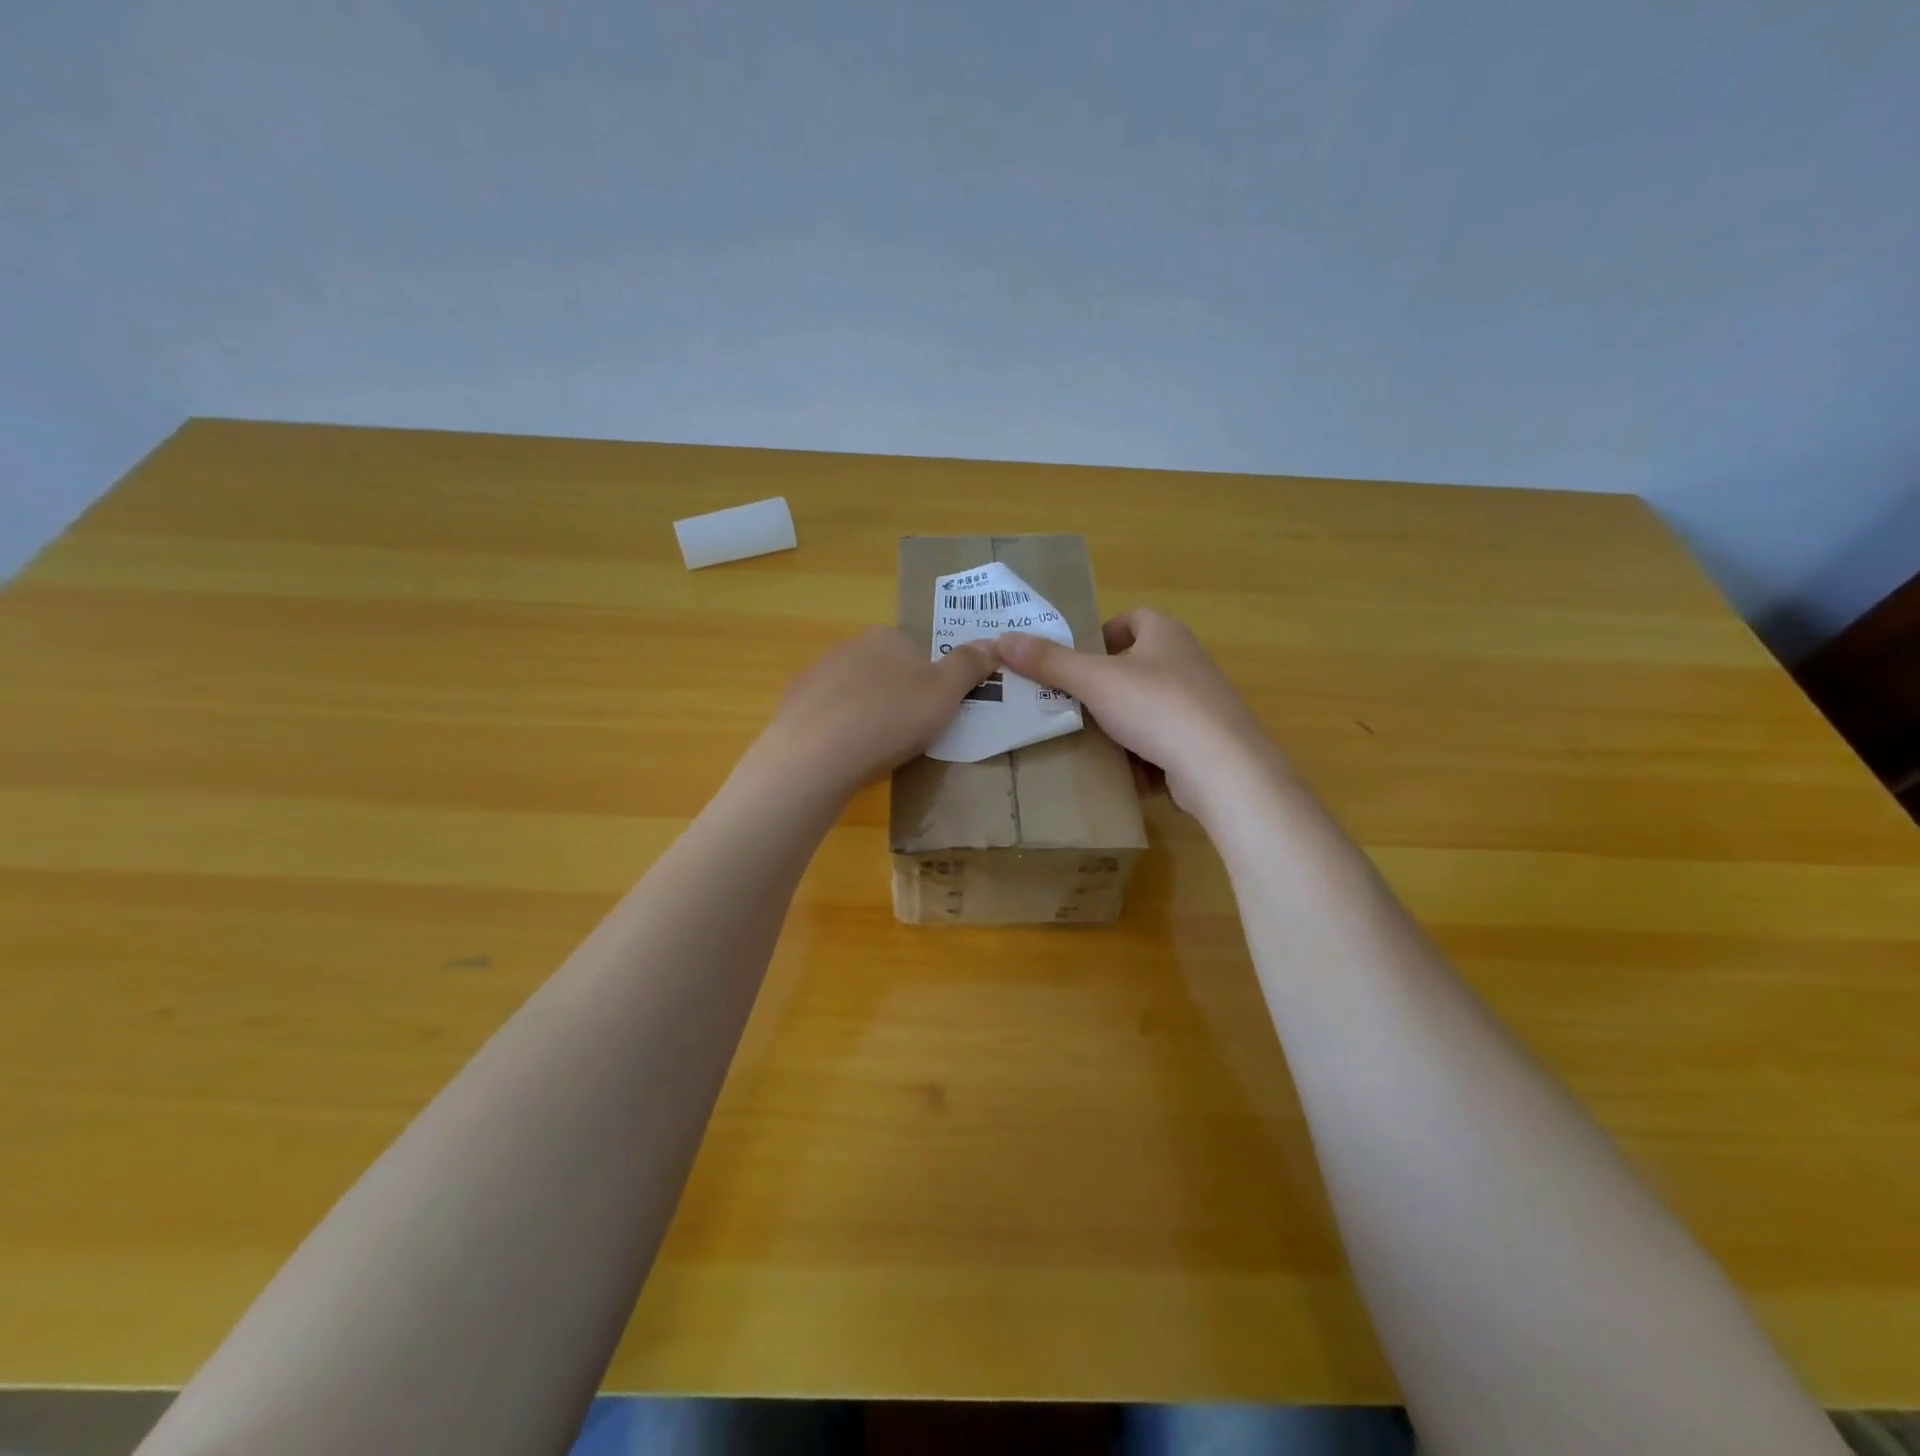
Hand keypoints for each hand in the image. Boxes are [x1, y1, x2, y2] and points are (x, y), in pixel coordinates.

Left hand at [753, 627, 999, 798]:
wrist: (816, 754)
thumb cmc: (891, 717)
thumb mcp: (945, 692)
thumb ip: (969, 665)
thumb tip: (993, 642)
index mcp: (886, 637)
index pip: (915, 651)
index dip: (929, 681)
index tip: (932, 712)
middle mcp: (847, 647)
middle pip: (883, 671)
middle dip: (896, 697)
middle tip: (907, 733)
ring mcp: (815, 676)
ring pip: (853, 694)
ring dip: (865, 714)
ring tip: (875, 749)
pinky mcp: (793, 707)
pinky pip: (826, 717)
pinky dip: (837, 732)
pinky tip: (843, 756)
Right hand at [997, 608, 1280, 813]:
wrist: (1222, 768)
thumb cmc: (1157, 707)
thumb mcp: (1094, 681)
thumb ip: (1049, 661)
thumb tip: (1001, 639)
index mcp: (1166, 634)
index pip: (1132, 618)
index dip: (1101, 633)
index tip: (1075, 660)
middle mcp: (1188, 662)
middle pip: (1136, 665)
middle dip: (1103, 685)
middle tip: (1070, 702)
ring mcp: (1201, 703)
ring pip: (1148, 706)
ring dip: (1120, 721)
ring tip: (1087, 738)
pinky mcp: (1205, 741)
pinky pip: (1163, 740)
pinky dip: (1142, 752)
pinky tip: (1121, 770)